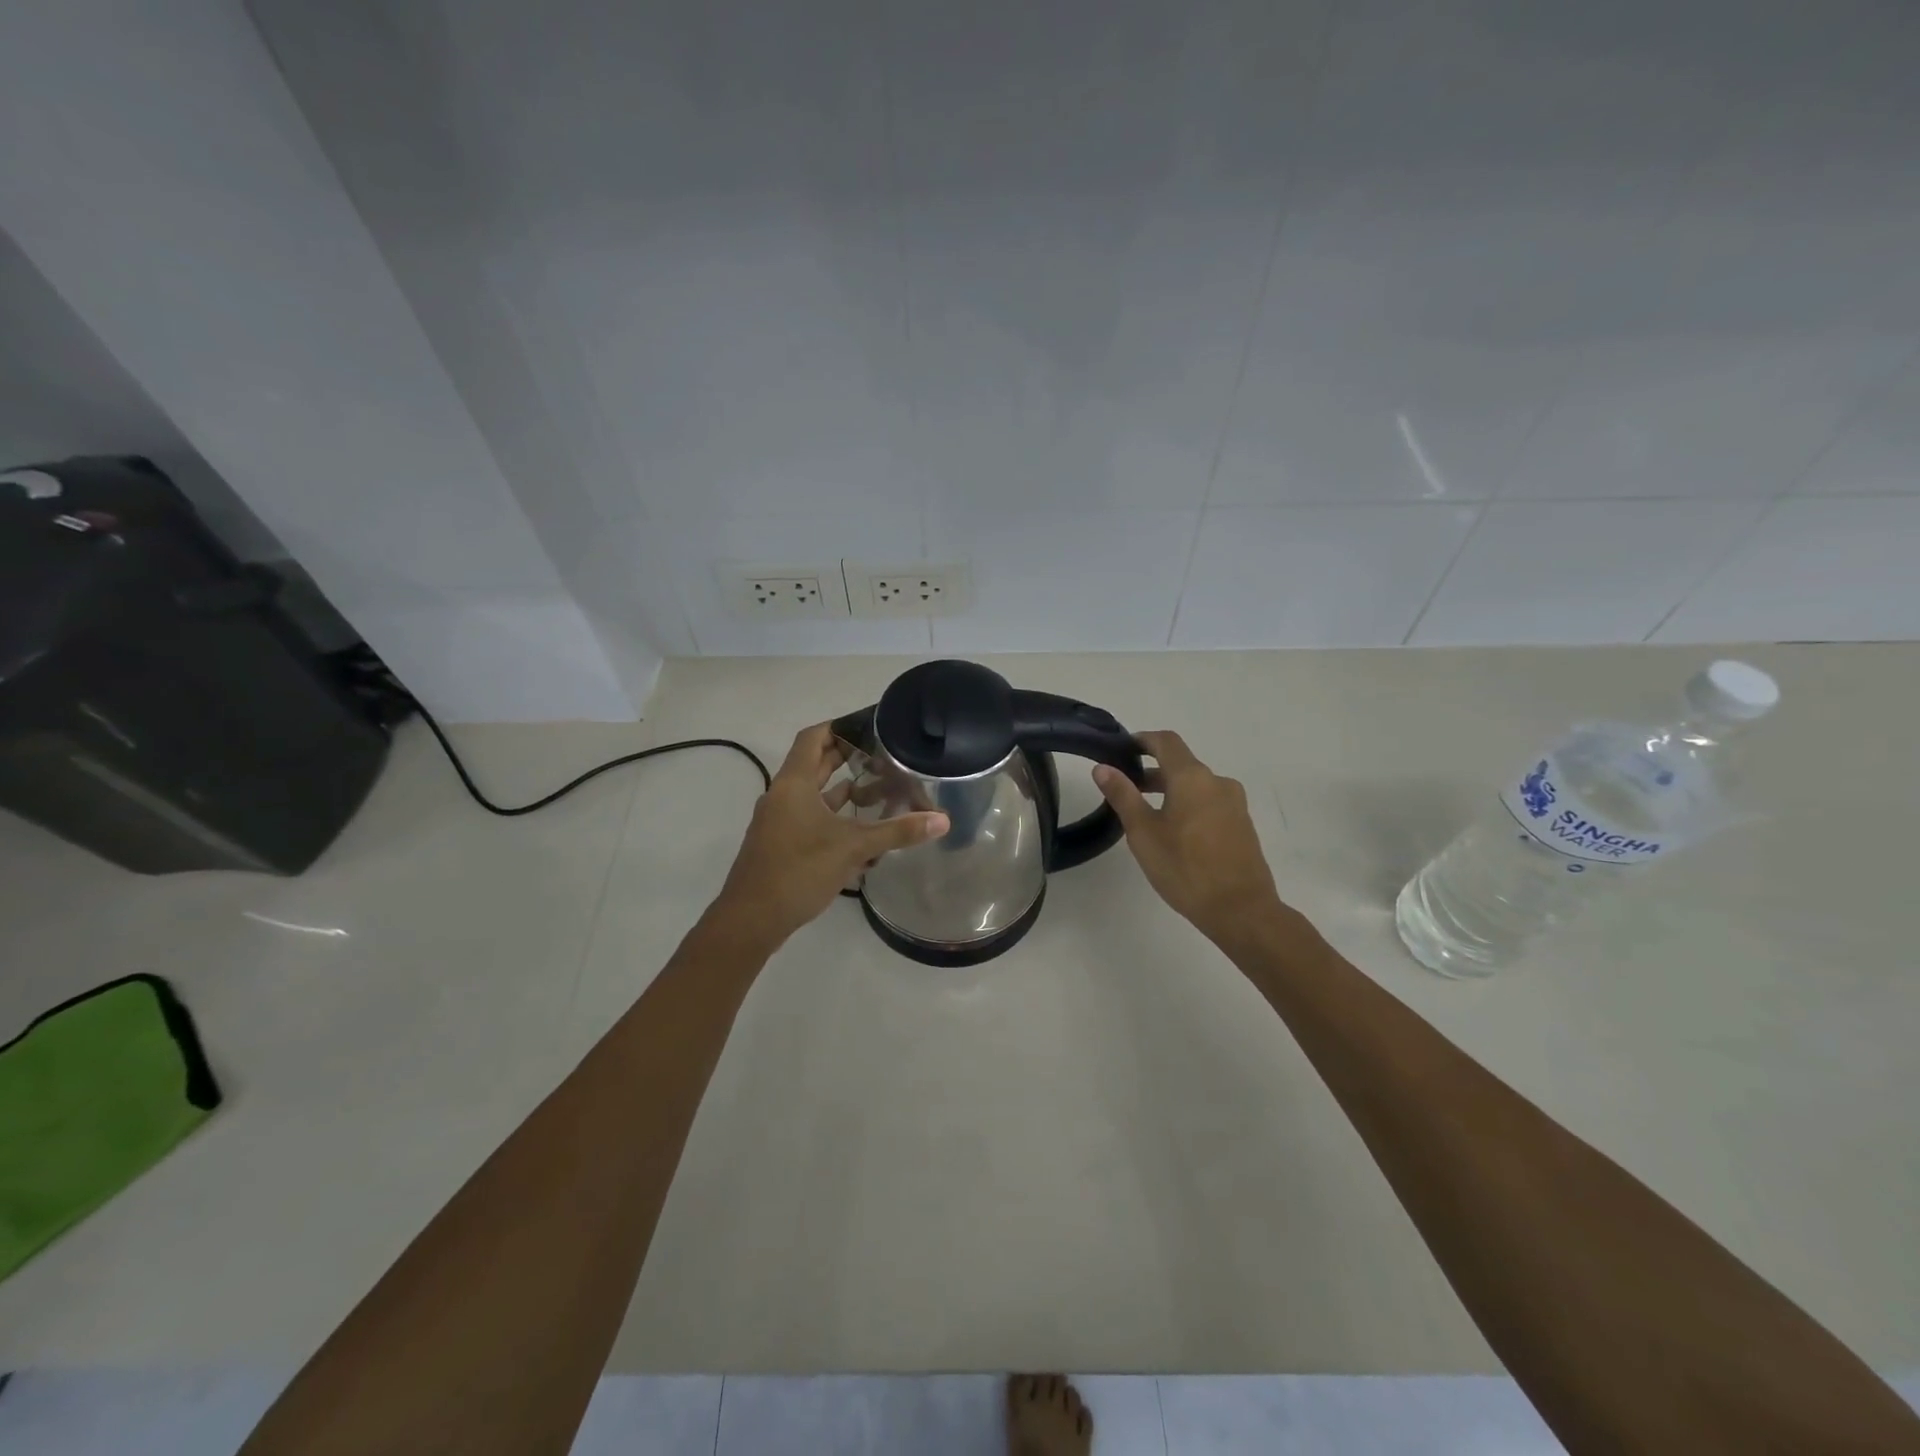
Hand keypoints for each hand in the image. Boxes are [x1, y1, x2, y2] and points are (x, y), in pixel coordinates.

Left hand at [713, 722, 948, 948]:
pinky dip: (835, 818)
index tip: (869, 725)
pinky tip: (862, 830)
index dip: (839, 726)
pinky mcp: (782, 844)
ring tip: (880, 789)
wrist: (751, 920)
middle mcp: (783, 796)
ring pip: (815, 795)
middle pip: (815, 764)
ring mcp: (780, 821)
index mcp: (793, 784)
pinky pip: (812, 819)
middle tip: (884, 754)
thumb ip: (897, 832)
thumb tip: (942, 820)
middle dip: (847, 758)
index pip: (813, 738)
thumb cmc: (798, 871)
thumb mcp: (852, 848)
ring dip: (843, 790)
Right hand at [1094, 730, 1284, 941]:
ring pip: (1196, 785)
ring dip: (1170, 790)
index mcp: (1193, 777)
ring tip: (1145, 814)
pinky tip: (1174, 832)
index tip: (1122, 749)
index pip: (1166, 742)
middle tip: (1125, 788)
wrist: (1241, 910)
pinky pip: (1209, 803)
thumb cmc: (1185, 868)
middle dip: (1152, 770)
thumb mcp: (1143, 832)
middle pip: (1181, 764)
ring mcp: (1234, 804)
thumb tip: (1103, 768)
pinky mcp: (1242, 825)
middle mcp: (1218, 782)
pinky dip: (1188, 805)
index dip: (1143, 740)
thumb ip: (1123, 795)